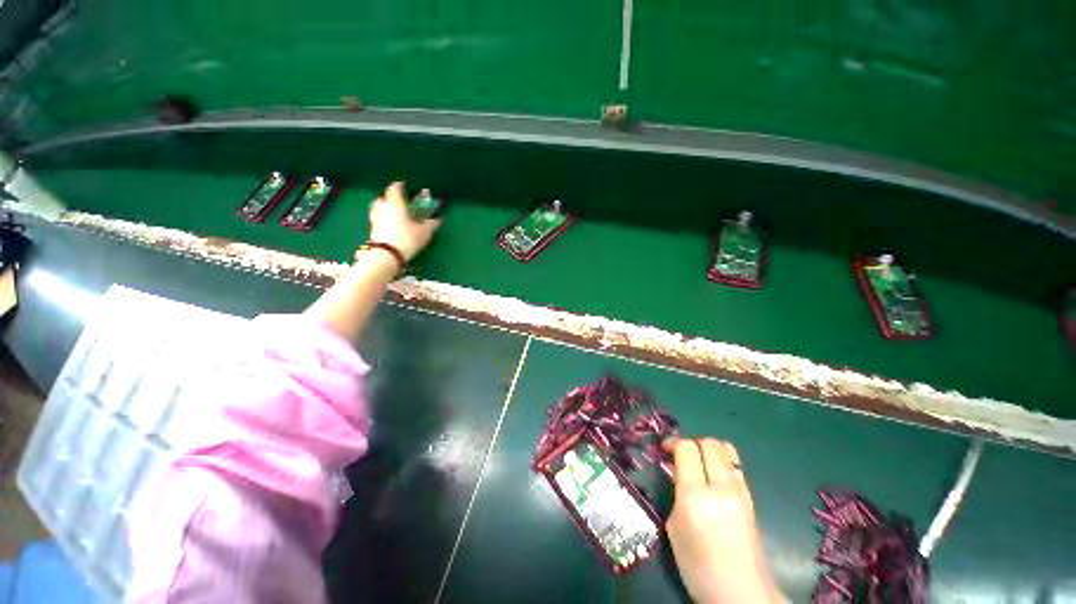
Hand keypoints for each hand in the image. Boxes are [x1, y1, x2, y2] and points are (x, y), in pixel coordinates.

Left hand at [366, 181, 441, 261]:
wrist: (387, 255)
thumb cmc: (407, 239)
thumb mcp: (424, 232)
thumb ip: (430, 224)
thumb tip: (438, 219)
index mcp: (396, 203)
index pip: (395, 188)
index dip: (399, 186)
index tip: (403, 185)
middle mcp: (383, 207)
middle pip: (383, 197)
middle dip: (390, 197)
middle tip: (398, 201)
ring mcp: (375, 218)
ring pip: (377, 208)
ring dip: (384, 207)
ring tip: (392, 212)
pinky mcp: (372, 230)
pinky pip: (377, 219)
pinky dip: (382, 218)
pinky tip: (389, 225)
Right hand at [665, 438, 779, 603]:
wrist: (740, 592)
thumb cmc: (697, 564)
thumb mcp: (674, 527)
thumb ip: (676, 493)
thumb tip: (677, 472)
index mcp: (696, 496)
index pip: (687, 448)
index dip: (673, 442)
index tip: (664, 449)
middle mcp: (721, 487)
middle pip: (709, 443)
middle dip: (691, 443)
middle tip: (680, 456)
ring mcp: (741, 491)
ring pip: (726, 449)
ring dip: (709, 450)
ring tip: (698, 463)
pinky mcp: (751, 498)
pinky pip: (735, 466)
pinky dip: (722, 462)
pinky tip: (713, 479)